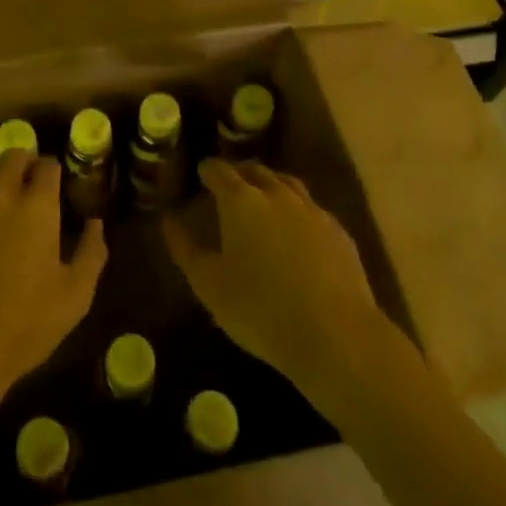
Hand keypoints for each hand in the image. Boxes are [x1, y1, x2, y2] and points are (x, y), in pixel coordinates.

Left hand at [0, 149, 107, 418]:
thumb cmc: (23, 327)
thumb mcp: (74, 298)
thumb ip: (91, 253)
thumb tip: (95, 222)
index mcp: (37, 207)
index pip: (48, 165)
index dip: (53, 171)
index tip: (54, 184)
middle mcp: (0, 195)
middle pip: (12, 155)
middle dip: (23, 162)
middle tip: (26, 181)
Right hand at [164, 159, 389, 395]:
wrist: (336, 336)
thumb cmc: (261, 311)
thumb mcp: (210, 285)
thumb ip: (185, 249)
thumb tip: (168, 220)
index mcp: (240, 200)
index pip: (219, 171)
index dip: (208, 169)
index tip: (201, 173)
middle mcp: (276, 194)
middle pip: (254, 170)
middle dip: (238, 172)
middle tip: (229, 183)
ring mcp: (311, 209)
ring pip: (285, 183)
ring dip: (269, 183)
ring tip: (262, 196)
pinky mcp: (337, 230)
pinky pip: (310, 207)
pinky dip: (296, 208)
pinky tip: (297, 227)